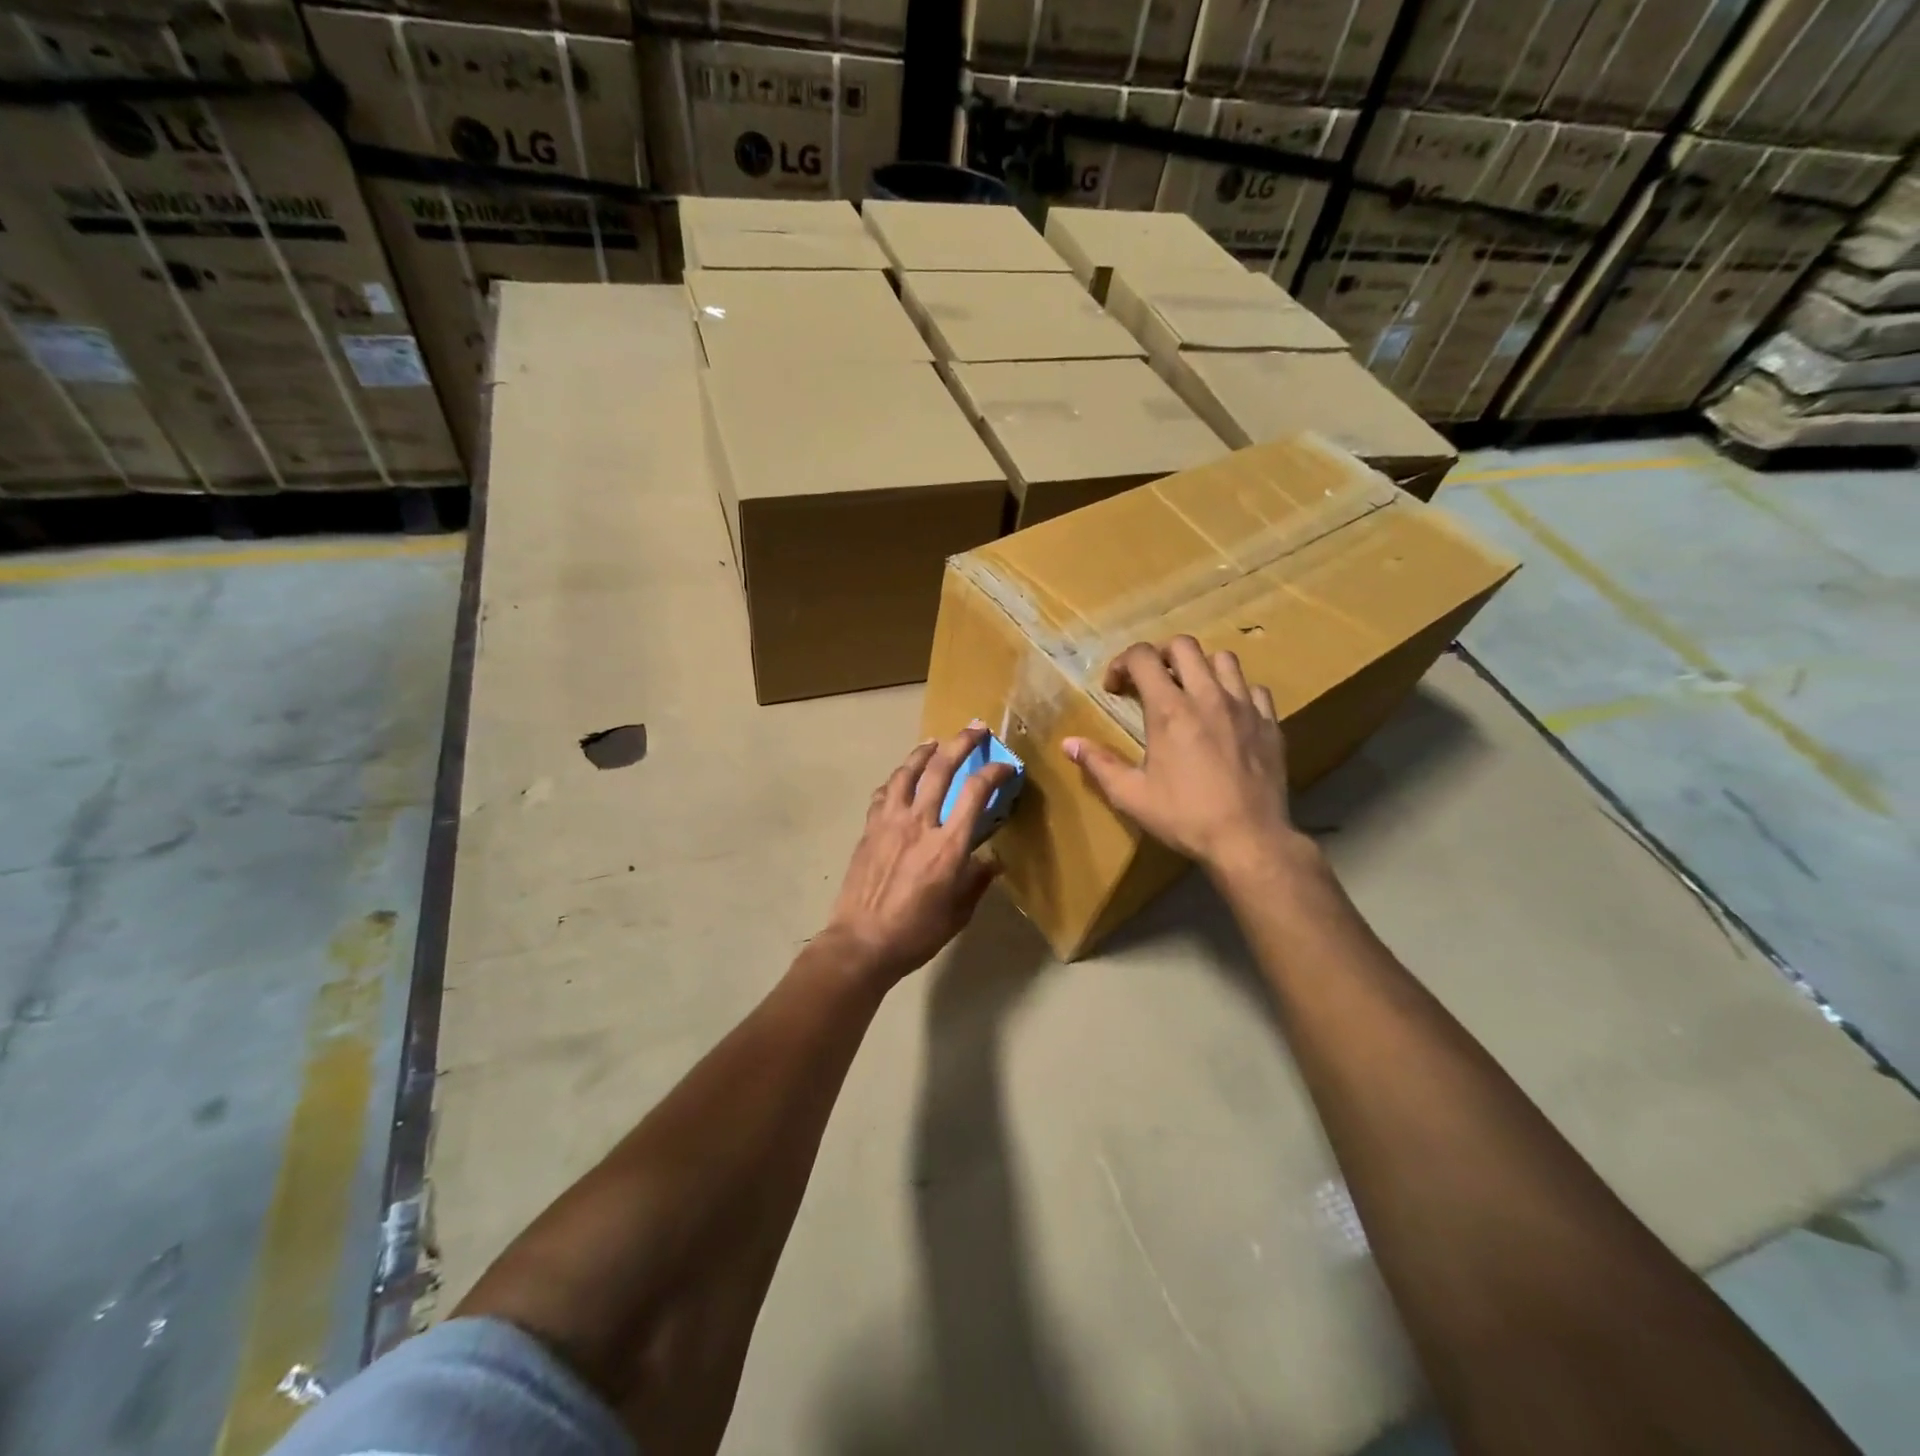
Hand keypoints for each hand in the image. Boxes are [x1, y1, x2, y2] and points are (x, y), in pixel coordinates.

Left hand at [822, 725, 1015, 983]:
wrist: (861, 942)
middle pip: (941, 769)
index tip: (1006, 766)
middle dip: (962, 743)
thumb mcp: (959, 912)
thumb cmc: (916, 933)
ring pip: (908, 772)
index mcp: (948, 845)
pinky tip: (901, 779)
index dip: (994, 772)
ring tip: (934, 742)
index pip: (975, 793)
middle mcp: (920, 823)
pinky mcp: (869, 828)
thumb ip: (977, 880)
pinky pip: (884, 793)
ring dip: (924, 752)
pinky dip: (897, 779)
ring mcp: (890, 822)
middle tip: (975, 729)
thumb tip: (992, 860)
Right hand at [1064, 637, 1304, 874]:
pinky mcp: (1270, 723)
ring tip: (1191, 691)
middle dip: (1160, 655)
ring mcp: (1244, 707)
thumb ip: (1099, 763)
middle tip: (1150, 680)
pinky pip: (1255, 689)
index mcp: (1169, 710)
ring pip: (1224, 659)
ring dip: (1201, 667)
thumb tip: (1068, 743)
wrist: (1249, 840)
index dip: (1122, 663)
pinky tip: (1228, 714)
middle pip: (1184, 645)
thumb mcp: (1131, 795)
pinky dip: (1237, 692)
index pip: (1142, 657)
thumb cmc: (1184, 817)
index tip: (1115, 688)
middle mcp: (1207, 696)